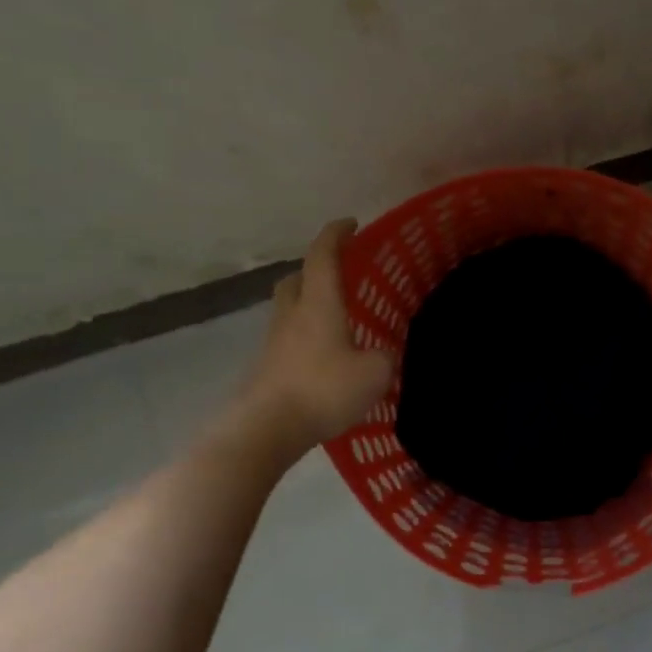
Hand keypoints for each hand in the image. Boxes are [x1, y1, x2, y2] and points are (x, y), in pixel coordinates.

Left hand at [232, 219, 395, 449]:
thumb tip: (382, 354)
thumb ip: (384, 356)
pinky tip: (324, 356)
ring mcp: (274, 341)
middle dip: (316, 269)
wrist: (267, 427)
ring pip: (290, 308)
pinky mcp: (266, 366)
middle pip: (297, 278)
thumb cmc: (324, 389)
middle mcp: (292, 314)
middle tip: (341, 276)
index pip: (323, 255)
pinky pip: (288, 338)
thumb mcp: (375, 373)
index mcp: (319, 303)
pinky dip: (305, 336)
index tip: (352, 224)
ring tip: (336, 319)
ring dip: (309, 304)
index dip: (336, 234)